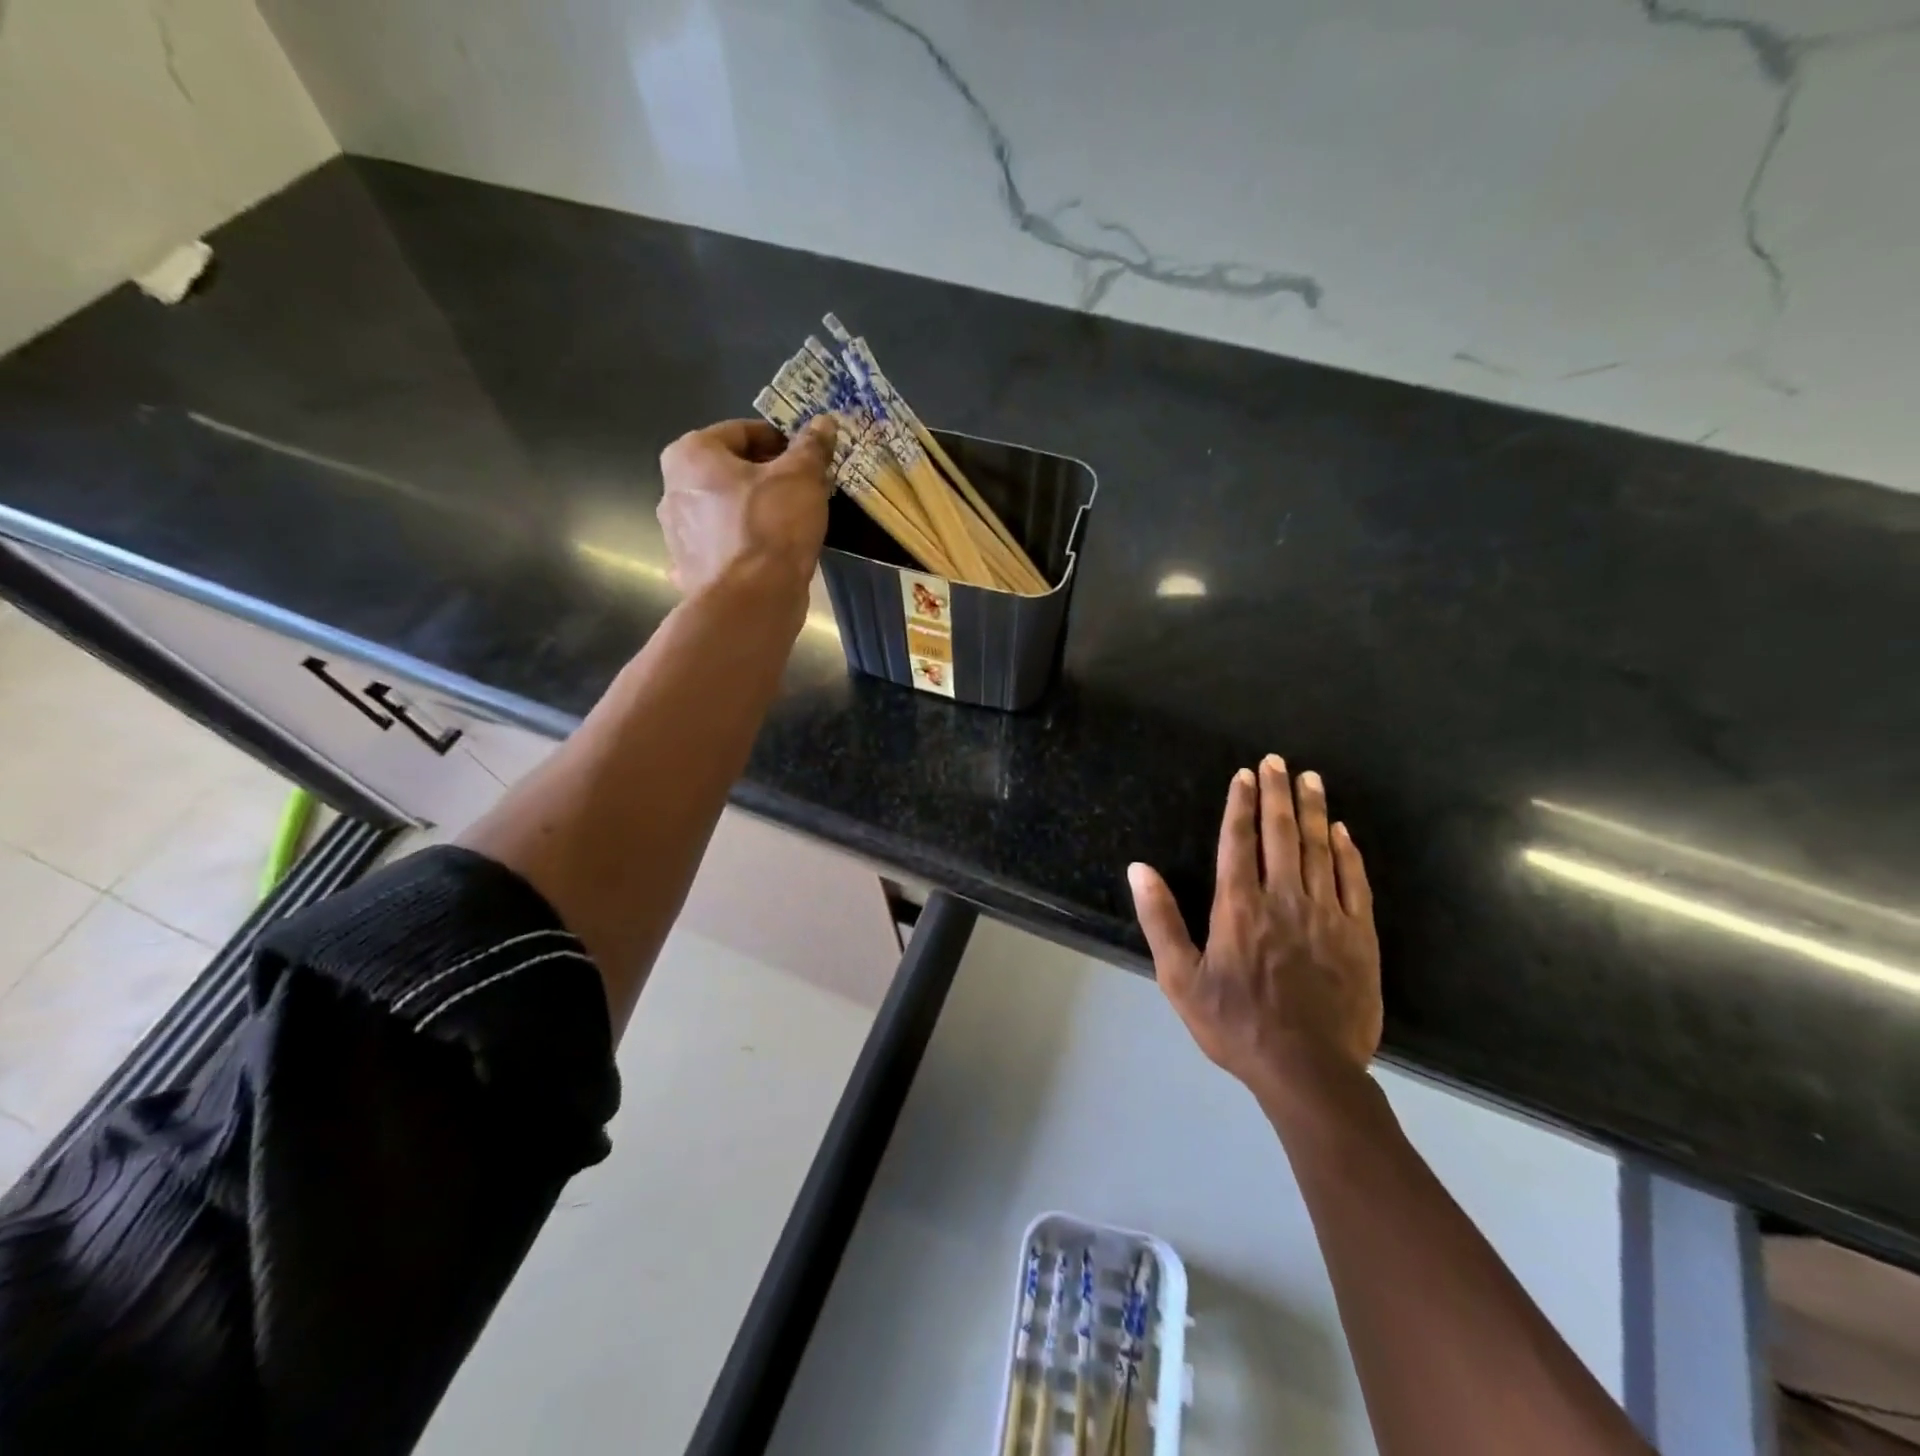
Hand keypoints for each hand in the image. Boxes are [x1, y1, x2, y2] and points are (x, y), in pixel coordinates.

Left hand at [657, 417, 836, 596]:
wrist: (751, 602)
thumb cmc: (771, 527)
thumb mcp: (801, 477)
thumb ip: (811, 447)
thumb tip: (823, 422)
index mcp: (690, 455)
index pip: (742, 432)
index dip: (781, 441)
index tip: (808, 458)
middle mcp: (672, 490)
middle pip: (729, 472)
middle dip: (766, 477)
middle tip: (804, 490)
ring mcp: (676, 536)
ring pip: (724, 511)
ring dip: (753, 512)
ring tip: (790, 525)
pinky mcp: (690, 572)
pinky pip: (721, 549)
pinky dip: (740, 548)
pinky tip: (764, 558)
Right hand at [1129, 757, 1382, 1113]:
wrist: (1308, 1071)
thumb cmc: (1236, 1025)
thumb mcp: (1180, 978)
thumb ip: (1160, 919)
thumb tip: (1139, 869)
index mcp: (1239, 907)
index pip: (1239, 841)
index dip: (1241, 804)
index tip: (1245, 775)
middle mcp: (1284, 899)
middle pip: (1281, 834)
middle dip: (1278, 793)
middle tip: (1278, 761)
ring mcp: (1328, 915)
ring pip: (1320, 849)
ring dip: (1313, 811)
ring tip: (1311, 779)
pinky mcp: (1360, 937)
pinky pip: (1356, 883)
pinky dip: (1348, 853)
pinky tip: (1342, 832)